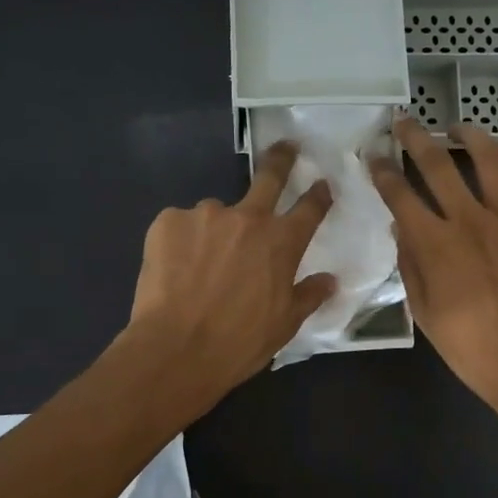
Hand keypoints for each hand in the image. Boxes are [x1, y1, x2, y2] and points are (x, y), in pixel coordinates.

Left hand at [122, 142, 336, 412]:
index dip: (319, 194)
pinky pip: (181, 225)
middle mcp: (247, 218)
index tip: (322, 184)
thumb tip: (330, 281)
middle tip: (287, 147)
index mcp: (282, 242)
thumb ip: (308, 295)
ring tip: (201, 264)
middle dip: (282, 159)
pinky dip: (182, 242)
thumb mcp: (285, 324)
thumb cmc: (239, 342)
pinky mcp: (167, 221)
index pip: (310, 208)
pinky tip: (176, 270)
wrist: (176, 350)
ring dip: (217, 229)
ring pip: (216, 213)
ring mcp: (205, 215)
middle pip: (269, 176)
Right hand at [371, 117, 497, 422]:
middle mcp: (470, 220)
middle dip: (415, 138)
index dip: (382, 171)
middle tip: (405, 123)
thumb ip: (411, 265)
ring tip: (458, 129)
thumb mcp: (425, 313)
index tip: (373, 157)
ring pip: (490, 159)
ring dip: (471, 136)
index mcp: (435, 244)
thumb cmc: (471, 348)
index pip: (400, 194)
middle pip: (438, 164)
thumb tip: (401, 229)